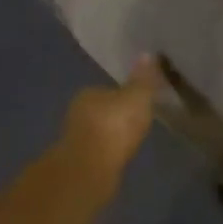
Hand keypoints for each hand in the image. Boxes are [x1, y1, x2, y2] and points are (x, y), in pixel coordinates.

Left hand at [58, 55, 162, 184]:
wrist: (90, 170)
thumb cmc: (115, 125)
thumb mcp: (137, 97)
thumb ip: (143, 79)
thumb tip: (147, 54)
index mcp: (88, 93)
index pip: (107, 89)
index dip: (123, 95)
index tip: (137, 102)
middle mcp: (76, 113)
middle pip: (102, 110)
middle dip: (116, 116)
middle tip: (137, 121)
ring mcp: (75, 140)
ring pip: (98, 132)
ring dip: (111, 136)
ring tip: (130, 141)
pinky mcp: (78, 163)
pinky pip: (98, 152)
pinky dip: (108, 153)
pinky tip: (120, 158)